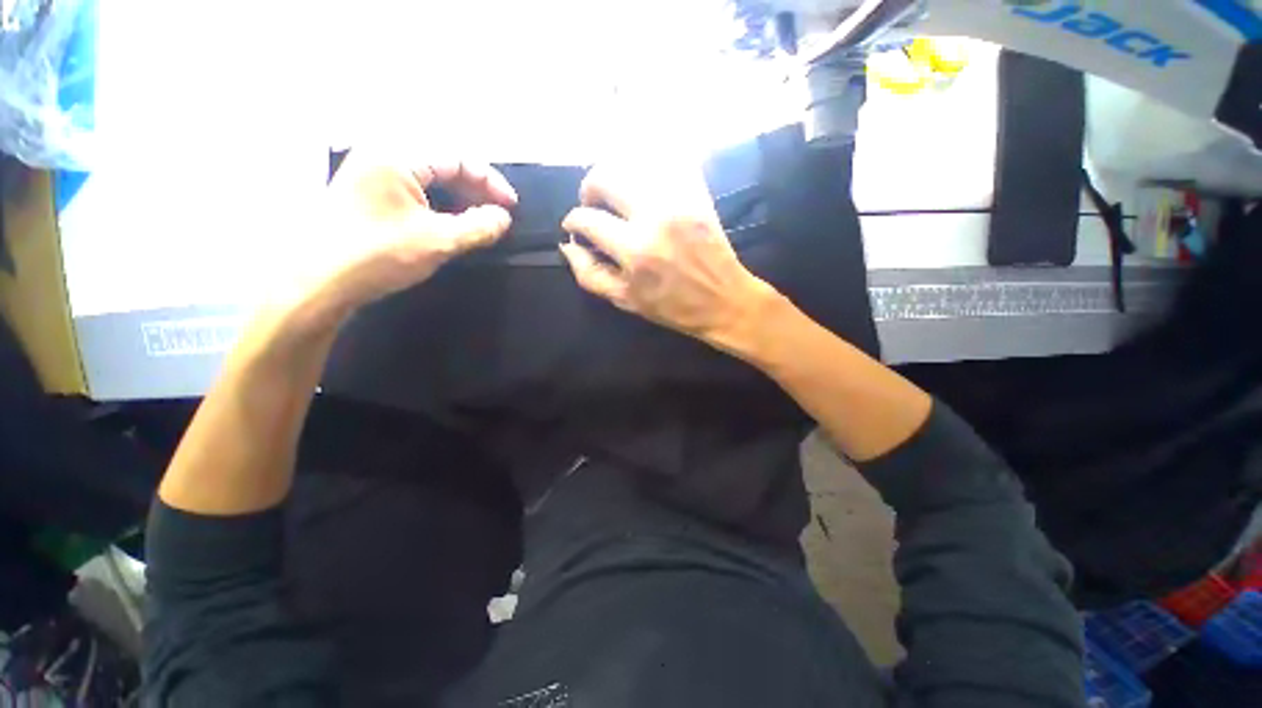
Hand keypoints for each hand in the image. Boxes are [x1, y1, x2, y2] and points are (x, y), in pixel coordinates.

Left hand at [286, 152, 517, 326]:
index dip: (490, 181)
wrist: (317, 282)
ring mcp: (370, 172)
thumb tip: (503, 217)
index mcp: (397, 155)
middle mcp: (381, 154)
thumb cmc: (378, 255)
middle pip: (441, 162)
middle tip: (497, 213)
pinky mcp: (365, 192)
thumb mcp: (438, 241)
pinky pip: (413, 187)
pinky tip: (451, 220)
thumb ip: (478, 227)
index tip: (511, 207)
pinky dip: (438, 202)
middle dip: (475, 187)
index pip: (457, 157)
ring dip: (458, 195)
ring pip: (427, 175)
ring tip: (479, 218)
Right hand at [560, 161, 778, 352]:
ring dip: (617, 174)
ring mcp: (679, 200)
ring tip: (617, 193)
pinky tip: (645, 182)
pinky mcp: (698, 193)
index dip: (573, 221)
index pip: (587, 219)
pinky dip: (651, 163)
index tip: (574, 227)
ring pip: (634, 162)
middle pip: (606, 176)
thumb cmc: (673, 307)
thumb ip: (590, 275)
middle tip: (592, 204)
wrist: (724, 300)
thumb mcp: (626, 301)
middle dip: (589, 187)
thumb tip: (568, 246)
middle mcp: (654, 216)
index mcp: (634, 250)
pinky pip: (670, 160)